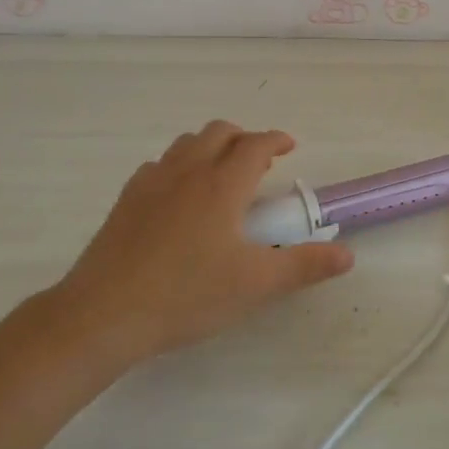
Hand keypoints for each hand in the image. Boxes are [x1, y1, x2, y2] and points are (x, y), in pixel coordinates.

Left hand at [52, 122, 353, 376]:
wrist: (102, 316)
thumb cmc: (186, 295)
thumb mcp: (255, 285)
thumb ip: (304, 266)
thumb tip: (347, 255)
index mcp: (221, 184)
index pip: (255, 144)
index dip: (276, 140)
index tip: (290, 147)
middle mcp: (187, 172)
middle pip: (219, 132)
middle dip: (244, 138)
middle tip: (260, 163)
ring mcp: (151, 183)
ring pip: (186, 144)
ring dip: (211, 147)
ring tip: (222, 176)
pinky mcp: (125, 201)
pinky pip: (159, 166)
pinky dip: (179, 167)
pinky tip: (180, 199)